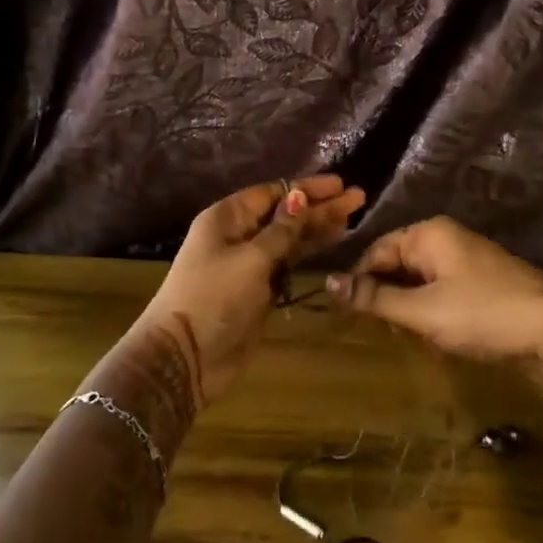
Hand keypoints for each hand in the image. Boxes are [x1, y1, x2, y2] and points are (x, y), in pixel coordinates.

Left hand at [136, 175, 364, 407]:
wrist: (185, 357)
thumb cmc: (214, 297)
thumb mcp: (251, 259)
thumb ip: (282, 230)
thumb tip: (300, 197)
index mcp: (227, 218)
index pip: (272, 193)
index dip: (307, 188)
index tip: (340, 185)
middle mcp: (238, 235)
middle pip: (284, 214)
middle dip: (319, 207)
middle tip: (358, 199)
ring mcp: (248, 264)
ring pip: (289, 239)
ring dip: (318, 228)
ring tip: (352, 219)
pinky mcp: (258, 291)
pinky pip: (287, 263)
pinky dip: (308, 253)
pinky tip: (331, 244)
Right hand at [325, 216, 542, 382]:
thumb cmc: (482, 314)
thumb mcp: (422, 311)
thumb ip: (374, 298)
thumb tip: (329, 283)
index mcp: (428, 234)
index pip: (376, 252)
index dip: (359, 283)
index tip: (348, 316)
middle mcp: (446, 238)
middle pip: (398, 263)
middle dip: (386, 296)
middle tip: (379, 330)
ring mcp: (468, 258)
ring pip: (420, 280)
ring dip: (409, 307)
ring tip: (406, 336)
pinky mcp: (483, 281)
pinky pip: (443, 290)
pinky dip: (432, 311)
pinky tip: (435, 336)